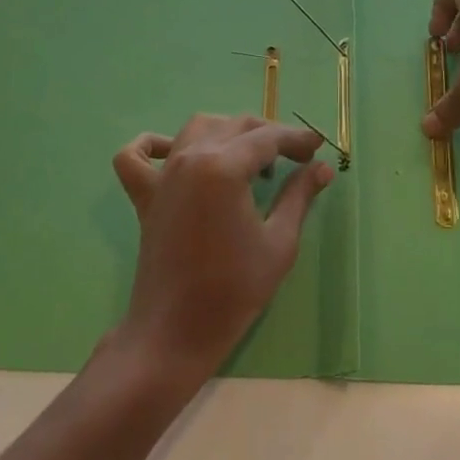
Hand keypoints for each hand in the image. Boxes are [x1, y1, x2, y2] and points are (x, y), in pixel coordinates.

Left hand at [112, 115, 334, 381]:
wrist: (175, 333)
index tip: (318, 147)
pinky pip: (138, 155)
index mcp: (224, 167)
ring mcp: (163, 175)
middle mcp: (191, 158)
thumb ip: (299, 196)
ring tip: (250, 158)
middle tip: (296, 158)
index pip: (268, 138)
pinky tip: (175, 151)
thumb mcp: (279, 242)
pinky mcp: (145, 195)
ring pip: (197, 128)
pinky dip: (153, 145)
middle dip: (270, 135)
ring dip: (228, 132)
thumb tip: (322, 167)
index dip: (297, 139)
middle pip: (236, 125)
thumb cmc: (234, 290)